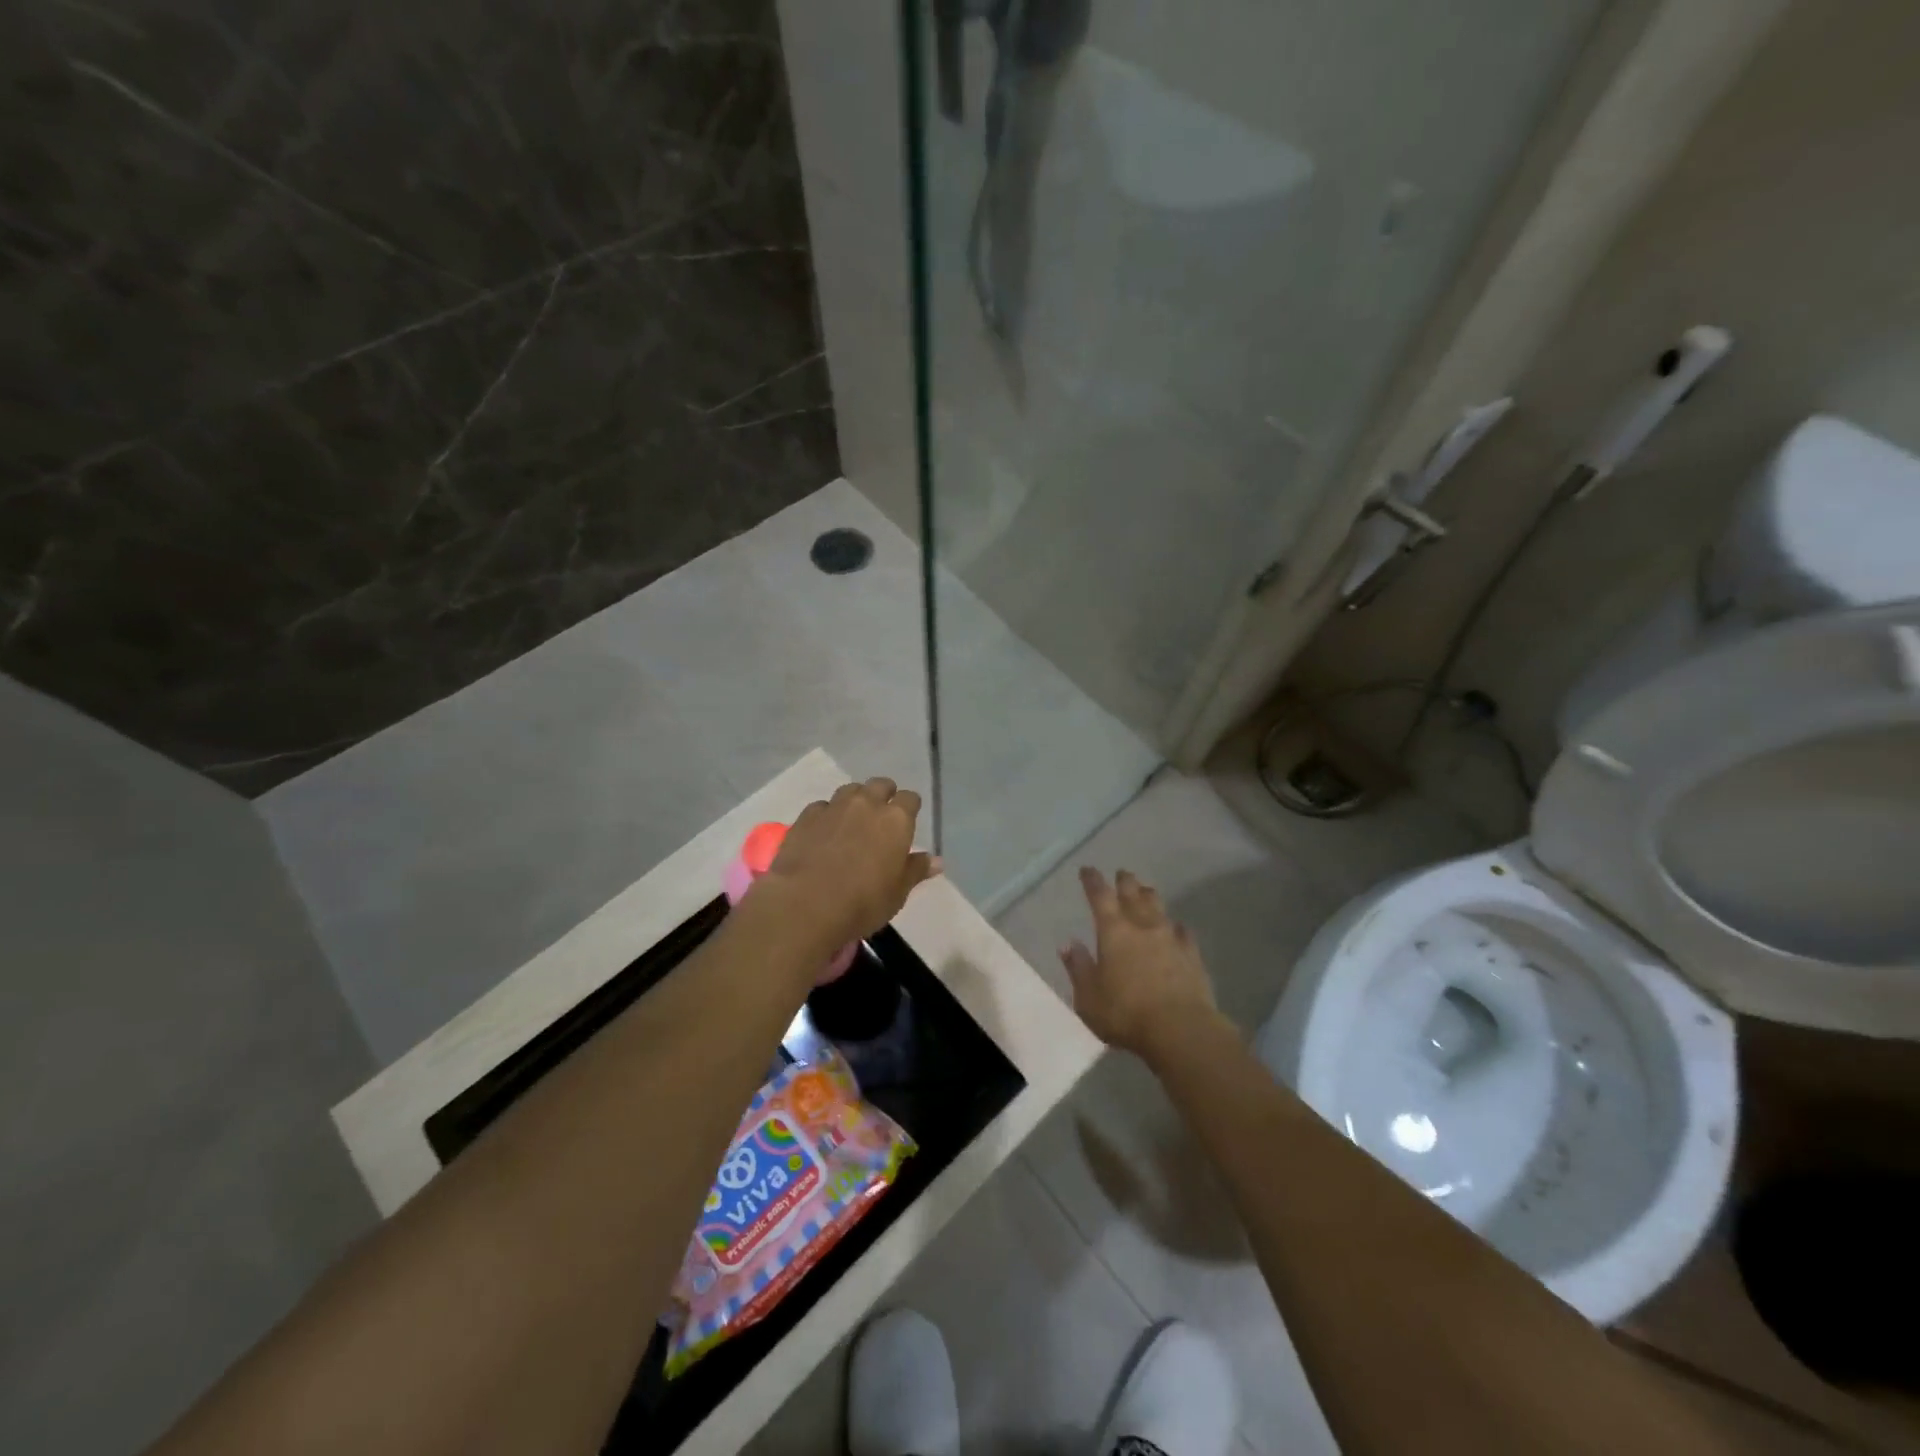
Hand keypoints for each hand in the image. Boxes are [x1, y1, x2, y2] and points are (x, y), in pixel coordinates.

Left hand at [759, 778, 939, 946]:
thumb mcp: (897, 893)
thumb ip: (916, 870)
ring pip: (850, 790)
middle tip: (881, 818)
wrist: (805, 904)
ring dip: (855, 800)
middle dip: (883, 795)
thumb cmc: (862, 902)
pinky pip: (822, 806)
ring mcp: (834, 807)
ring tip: (852, 821)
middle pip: (880, 784)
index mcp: (896, 820)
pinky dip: (827, 815)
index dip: (909, 808)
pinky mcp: (806, 816)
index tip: (907, 822)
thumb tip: (937, 860)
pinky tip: (824, 832)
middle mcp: (867, 804)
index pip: (910, 799)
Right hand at [1060, 868, 1225, 1062]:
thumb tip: (1068, 944)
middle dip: (1125, 881)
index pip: (1100, 896)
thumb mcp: (1089, 997)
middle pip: (1133, 893)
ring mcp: (1171, 938)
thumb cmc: (1126, 1013)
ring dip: (1149, 896)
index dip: (1093, 881)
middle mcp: (1143, 926)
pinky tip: (1177, 928)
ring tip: (1145, 891)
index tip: (1088, 870)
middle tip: (1121, 874)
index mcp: (1113, 932)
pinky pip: (1183, 931)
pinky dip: (1176, 926)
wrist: (1181, 1029)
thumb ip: (1078, 968)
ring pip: (1159, 906)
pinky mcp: (1192, 955)